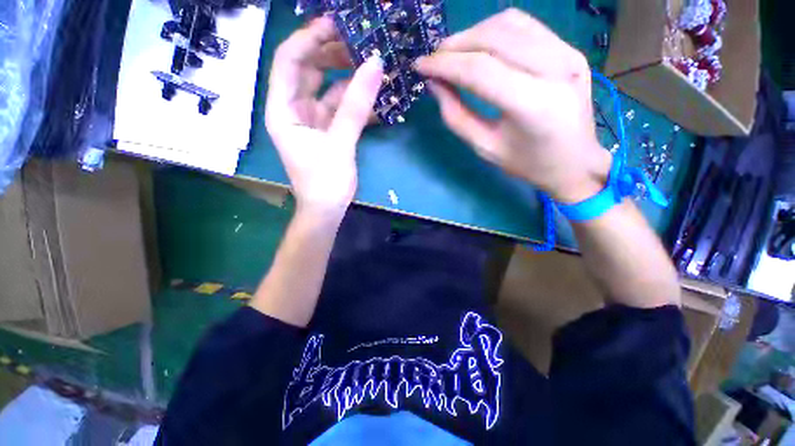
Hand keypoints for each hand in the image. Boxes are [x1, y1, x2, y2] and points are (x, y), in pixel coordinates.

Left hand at [265, 17, 383, 214]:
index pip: (288, 61)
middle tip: (359, 42)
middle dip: (331, 54)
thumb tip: (375, 65)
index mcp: (283, 110)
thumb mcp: (340, 143)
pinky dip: (355, 101)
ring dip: (347, 77)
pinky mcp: (328, 131)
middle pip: (308, 70)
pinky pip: (340, 108)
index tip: (336, 24)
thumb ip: (356, 106)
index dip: (308, 38)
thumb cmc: (325, 182)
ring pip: (327, 88)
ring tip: (371, 65)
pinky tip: (373, 97)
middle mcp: (294, 110)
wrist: (327, 210)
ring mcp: (312, 121)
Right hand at [415, 9, 610, 202]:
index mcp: (533, 105)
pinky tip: (480, 46)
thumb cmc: (528, 164)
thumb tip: (435, 84)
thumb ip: (457, 116)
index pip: (480, 70)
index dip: (444, 64)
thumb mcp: (485, 148)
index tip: (420, 66)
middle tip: (434, 60)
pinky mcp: (570, 49)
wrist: (576, 162)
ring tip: (452, 53)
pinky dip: (495, 30)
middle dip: (455, 46)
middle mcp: (555, 69)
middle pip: (493, 39)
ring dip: (472, 34)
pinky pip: (526, 26)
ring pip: (509, 24)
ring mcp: (567, 53)